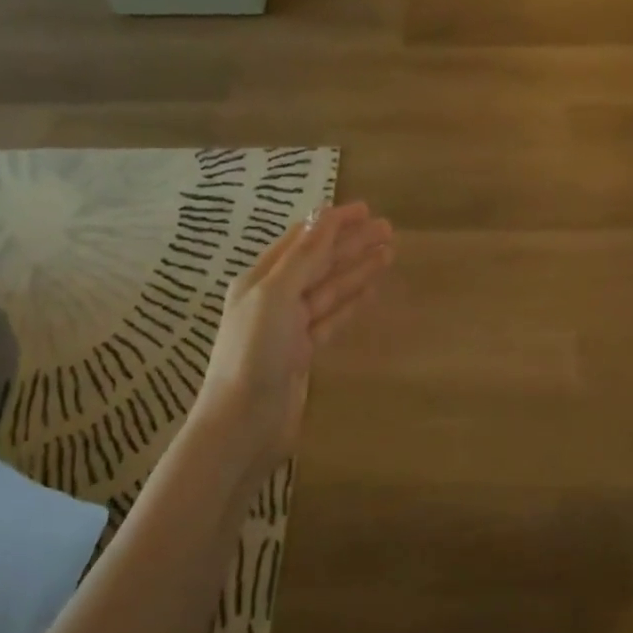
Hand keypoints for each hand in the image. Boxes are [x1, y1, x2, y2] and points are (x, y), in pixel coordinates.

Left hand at [197, 200, 393, 473]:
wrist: (244, 423)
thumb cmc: (254, 354)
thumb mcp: (276, 295)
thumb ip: (303, 257)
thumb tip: (323, 214)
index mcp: (260, 279)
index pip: (302, 241)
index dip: (332, 224)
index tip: (365, 209)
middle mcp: (274, 298)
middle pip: (319, 263)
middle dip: (351, 245)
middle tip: (389, 229)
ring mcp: (290, 327)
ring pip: (330, 290)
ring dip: (357, 270)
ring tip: (389, 253)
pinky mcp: (305, 354)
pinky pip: (333, 319)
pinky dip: (352, 303)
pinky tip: (371, 290)